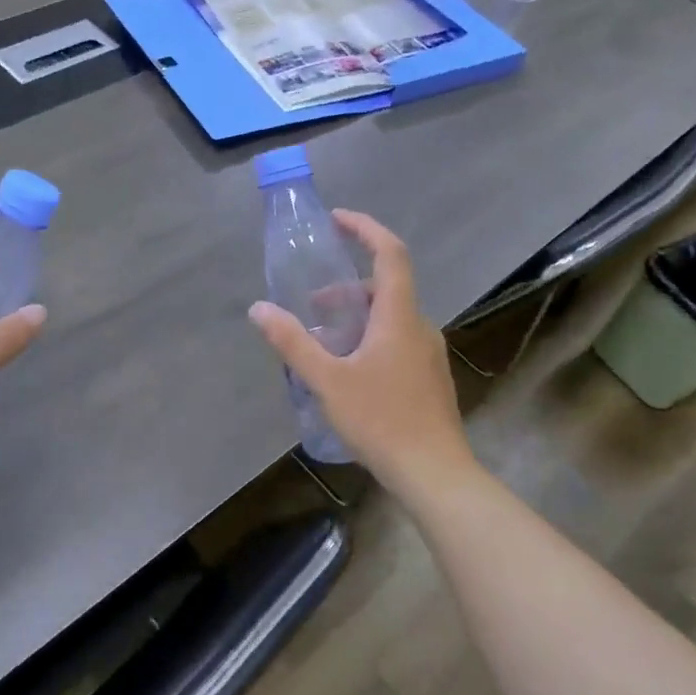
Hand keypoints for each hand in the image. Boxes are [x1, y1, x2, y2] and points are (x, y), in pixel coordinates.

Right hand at [249, 210, 470, 494]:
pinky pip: (396, 339)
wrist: (436, 474)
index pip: (390, 253)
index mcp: (399, 316)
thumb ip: (292, 342)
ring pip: (390, 316)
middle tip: (312, 305)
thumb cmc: (382, 420)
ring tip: (322, 343)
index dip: (365, 228)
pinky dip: (369, 337)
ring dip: (356, 316)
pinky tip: (347, 371)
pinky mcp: (428, 377)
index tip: (337, 220)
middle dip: (346, 286)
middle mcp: (419, 326)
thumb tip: (258, 308)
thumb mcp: (327, 380)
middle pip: (385, 287)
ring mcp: (428, 353)